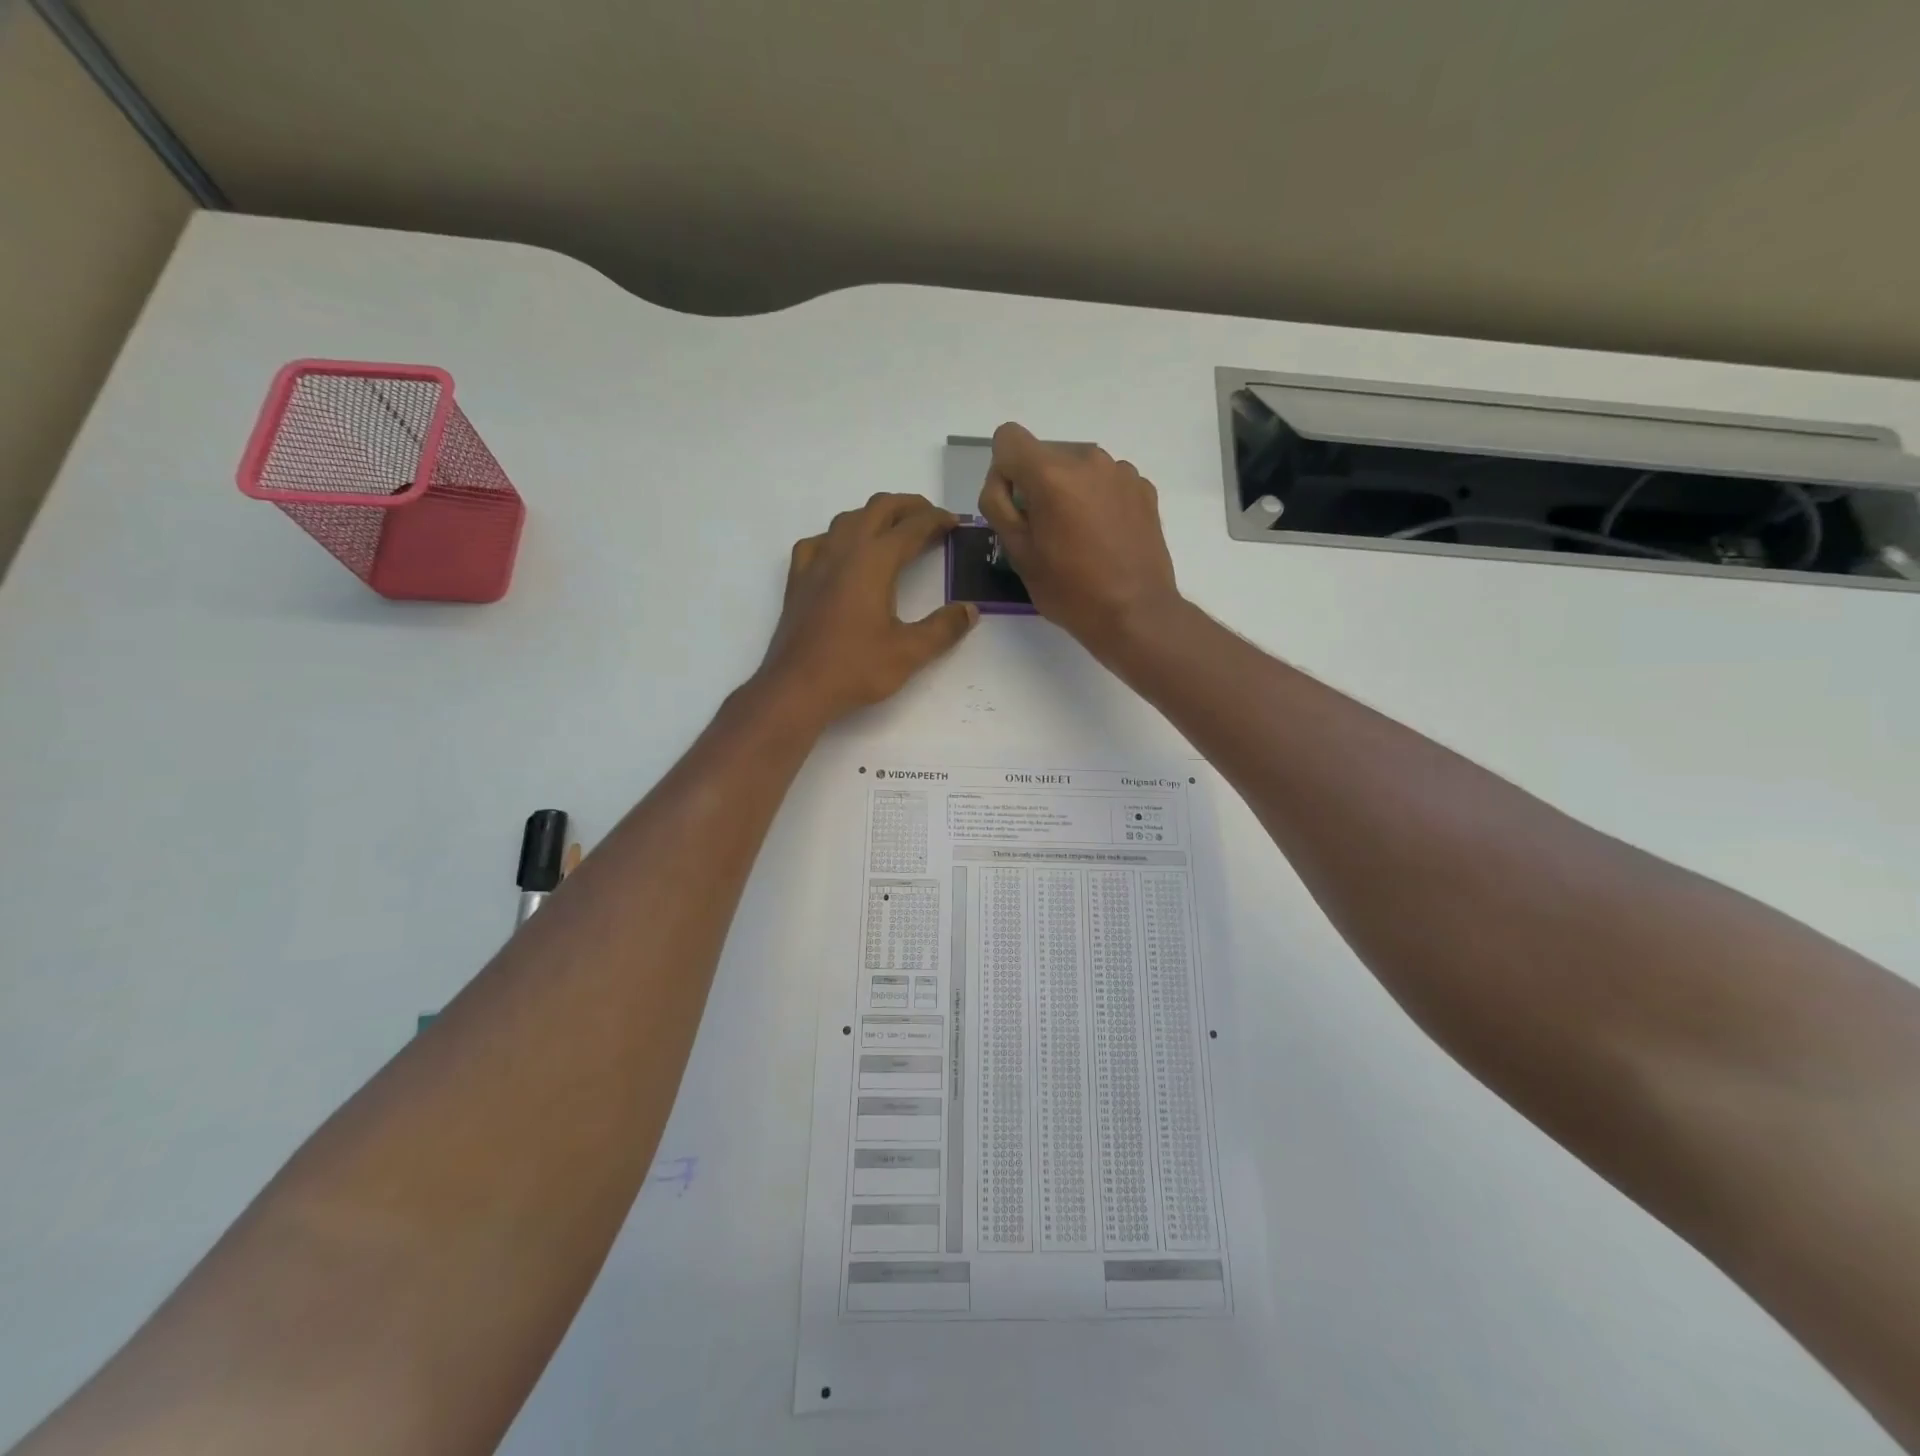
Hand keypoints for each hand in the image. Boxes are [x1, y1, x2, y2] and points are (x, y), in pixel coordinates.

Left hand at [758, 493, 977, 723]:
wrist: (796, 688)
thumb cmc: (854, 669)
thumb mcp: (909, 652)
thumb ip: (943, 629)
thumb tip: (969, 610)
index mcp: (873, 561)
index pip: (912, 527)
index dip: (937, 520)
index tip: (955, 522)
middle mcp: (843, 551)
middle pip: (878, 509)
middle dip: (908, 507)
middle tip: (931, 518)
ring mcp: (816, 562)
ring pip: (848, 520)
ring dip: (875, 516)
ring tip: (894, 531)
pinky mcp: (798, 579)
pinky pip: (819, 542)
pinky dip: (839, 537)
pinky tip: (843, 554)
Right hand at [978, 422, 1180, 657]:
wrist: (1136, 613)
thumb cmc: (1070, 590)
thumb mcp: (1018, 554)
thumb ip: (998, 506)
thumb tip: (1001, 481)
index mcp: (1051, 473)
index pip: (1008, 438)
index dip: (1003, 471)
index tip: (1016, 507)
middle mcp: (1087, 459)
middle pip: (1045, 455)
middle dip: (1038, 485)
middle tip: (1047, 533)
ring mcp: (1120, 471)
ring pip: (1077, 469)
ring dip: (1070, 492)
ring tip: (1080, 538)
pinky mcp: (1143, 488)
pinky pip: (1106, 482)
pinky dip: (1099, 500)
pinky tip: (1106, 538)